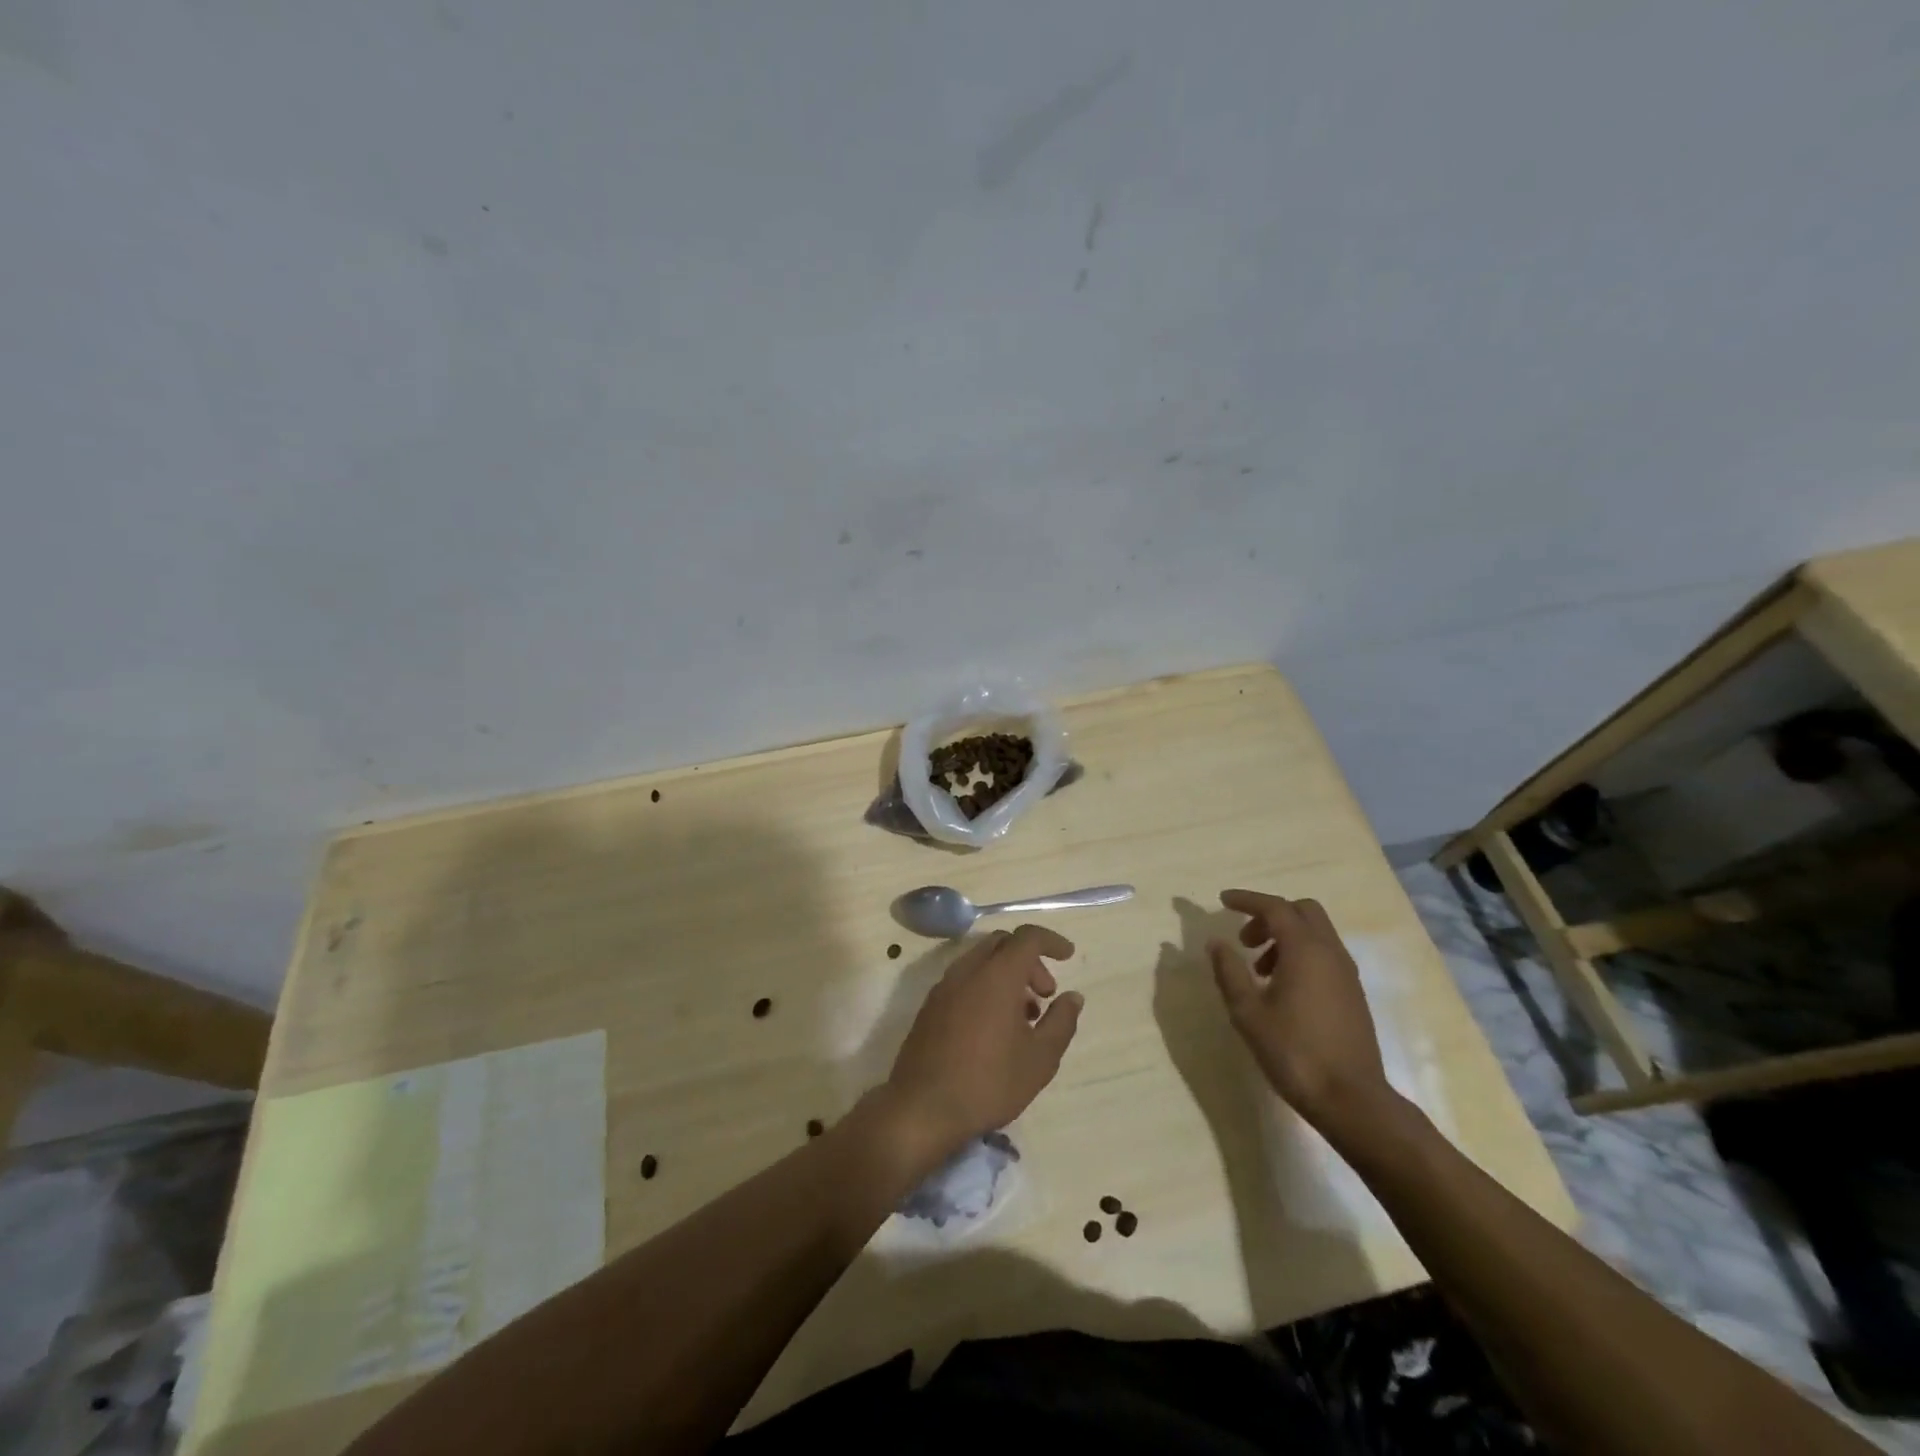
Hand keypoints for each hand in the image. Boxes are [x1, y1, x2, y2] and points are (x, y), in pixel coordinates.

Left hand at [879, 925, 1081, 1172]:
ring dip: (1007, 976)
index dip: (1051, 941)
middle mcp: (968, 970)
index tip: (1068, 956)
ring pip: (981, 962)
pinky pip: (964, 980)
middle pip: (1002, 944)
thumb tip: (1073, 997)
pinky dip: (986, 987)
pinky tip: (995, 1027)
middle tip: (1045, 994)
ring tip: (1024, 1017)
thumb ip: (1061, 1022)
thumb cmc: (989, 1082)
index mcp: (997, 975)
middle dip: (1029, 960)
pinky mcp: (930, 1006)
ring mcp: (944, 987)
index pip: (1027, 937)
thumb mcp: (1040, 1058)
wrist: (923, 1108)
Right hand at [1206, 890, 1389, 1132]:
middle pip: (1302, 911)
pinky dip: (1300, 953)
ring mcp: (1346, 973)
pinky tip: (1282, 987)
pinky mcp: (1353, 993)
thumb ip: (1229, 972)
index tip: (1222, 900)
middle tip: (1244, 938)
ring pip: (1315, 933)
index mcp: (1305, 950)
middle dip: (1269, 914)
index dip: (1247, 899)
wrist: (1352, 1100)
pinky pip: (1324, 954)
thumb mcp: (1248, 1013)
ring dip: (1284, 936)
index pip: (1275, 907)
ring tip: (1258, 970)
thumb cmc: (1294, 1053)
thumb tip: (1216, 943)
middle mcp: (1330, 952)